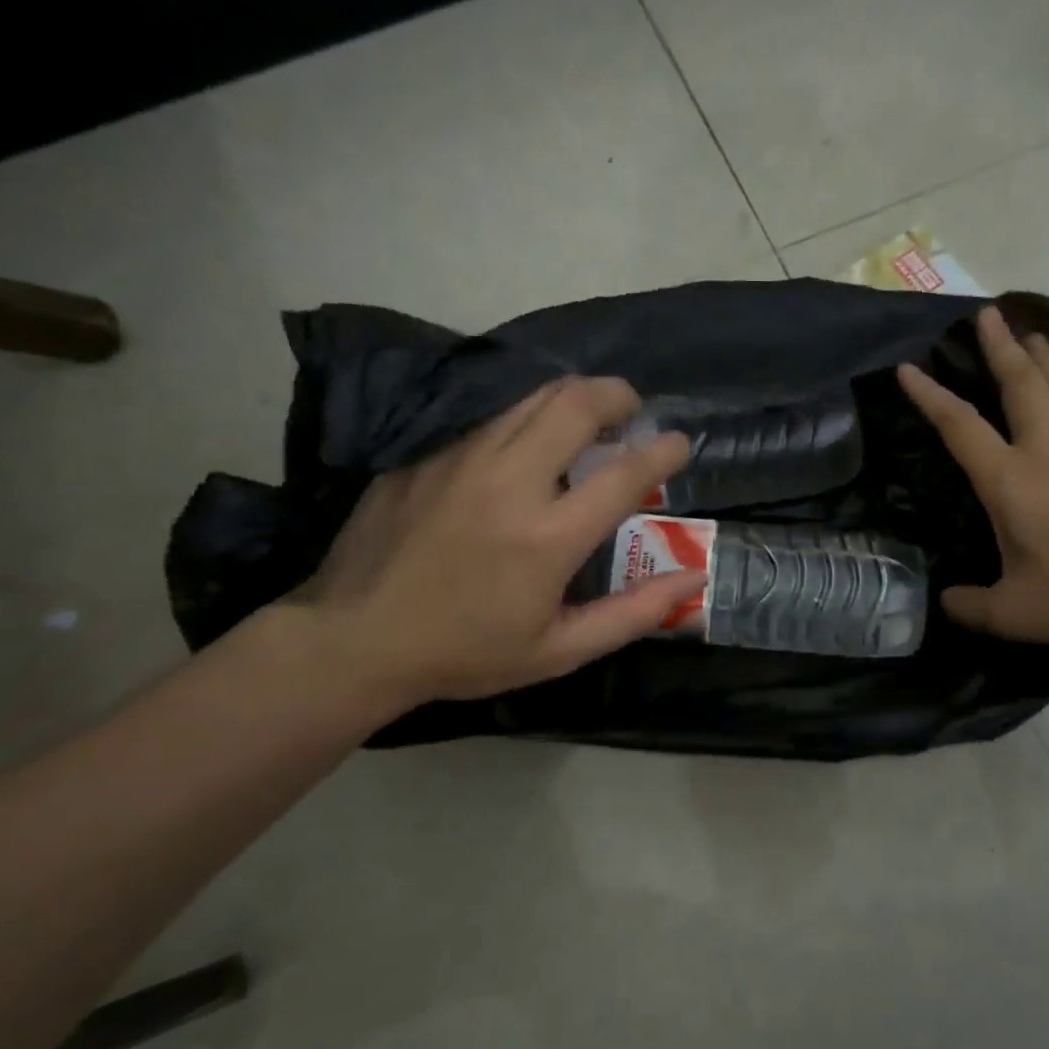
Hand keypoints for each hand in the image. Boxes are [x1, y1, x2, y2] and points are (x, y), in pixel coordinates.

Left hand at [286, 376, 702, 719]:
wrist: (355, 640)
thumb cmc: (467, 652)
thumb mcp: (560, 650)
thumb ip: (634, 613)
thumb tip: (693, 580)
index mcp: (548, 537)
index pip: (624, 473)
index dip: (663, 451)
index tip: (680, 444)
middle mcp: (509, 482)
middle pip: (576, 404)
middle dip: (618, 395)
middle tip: (632, 411)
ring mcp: (461, 459)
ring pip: (532, 398)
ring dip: (574, 398)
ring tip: (589, 419)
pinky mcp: (427, 454)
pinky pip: (492, 418)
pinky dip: (526, 418)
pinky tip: (527, 446)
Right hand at [898, 307, 1048, 649]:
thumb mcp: (1016, 613)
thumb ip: (973, 607)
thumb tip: (947, 601)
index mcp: (1013, 482)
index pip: (961, 428)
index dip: (930, 397)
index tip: (907, 368)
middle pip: (1023, 388)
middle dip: (1001, 348)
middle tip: (988, 314)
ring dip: (1045, 362)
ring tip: (1034, 336)